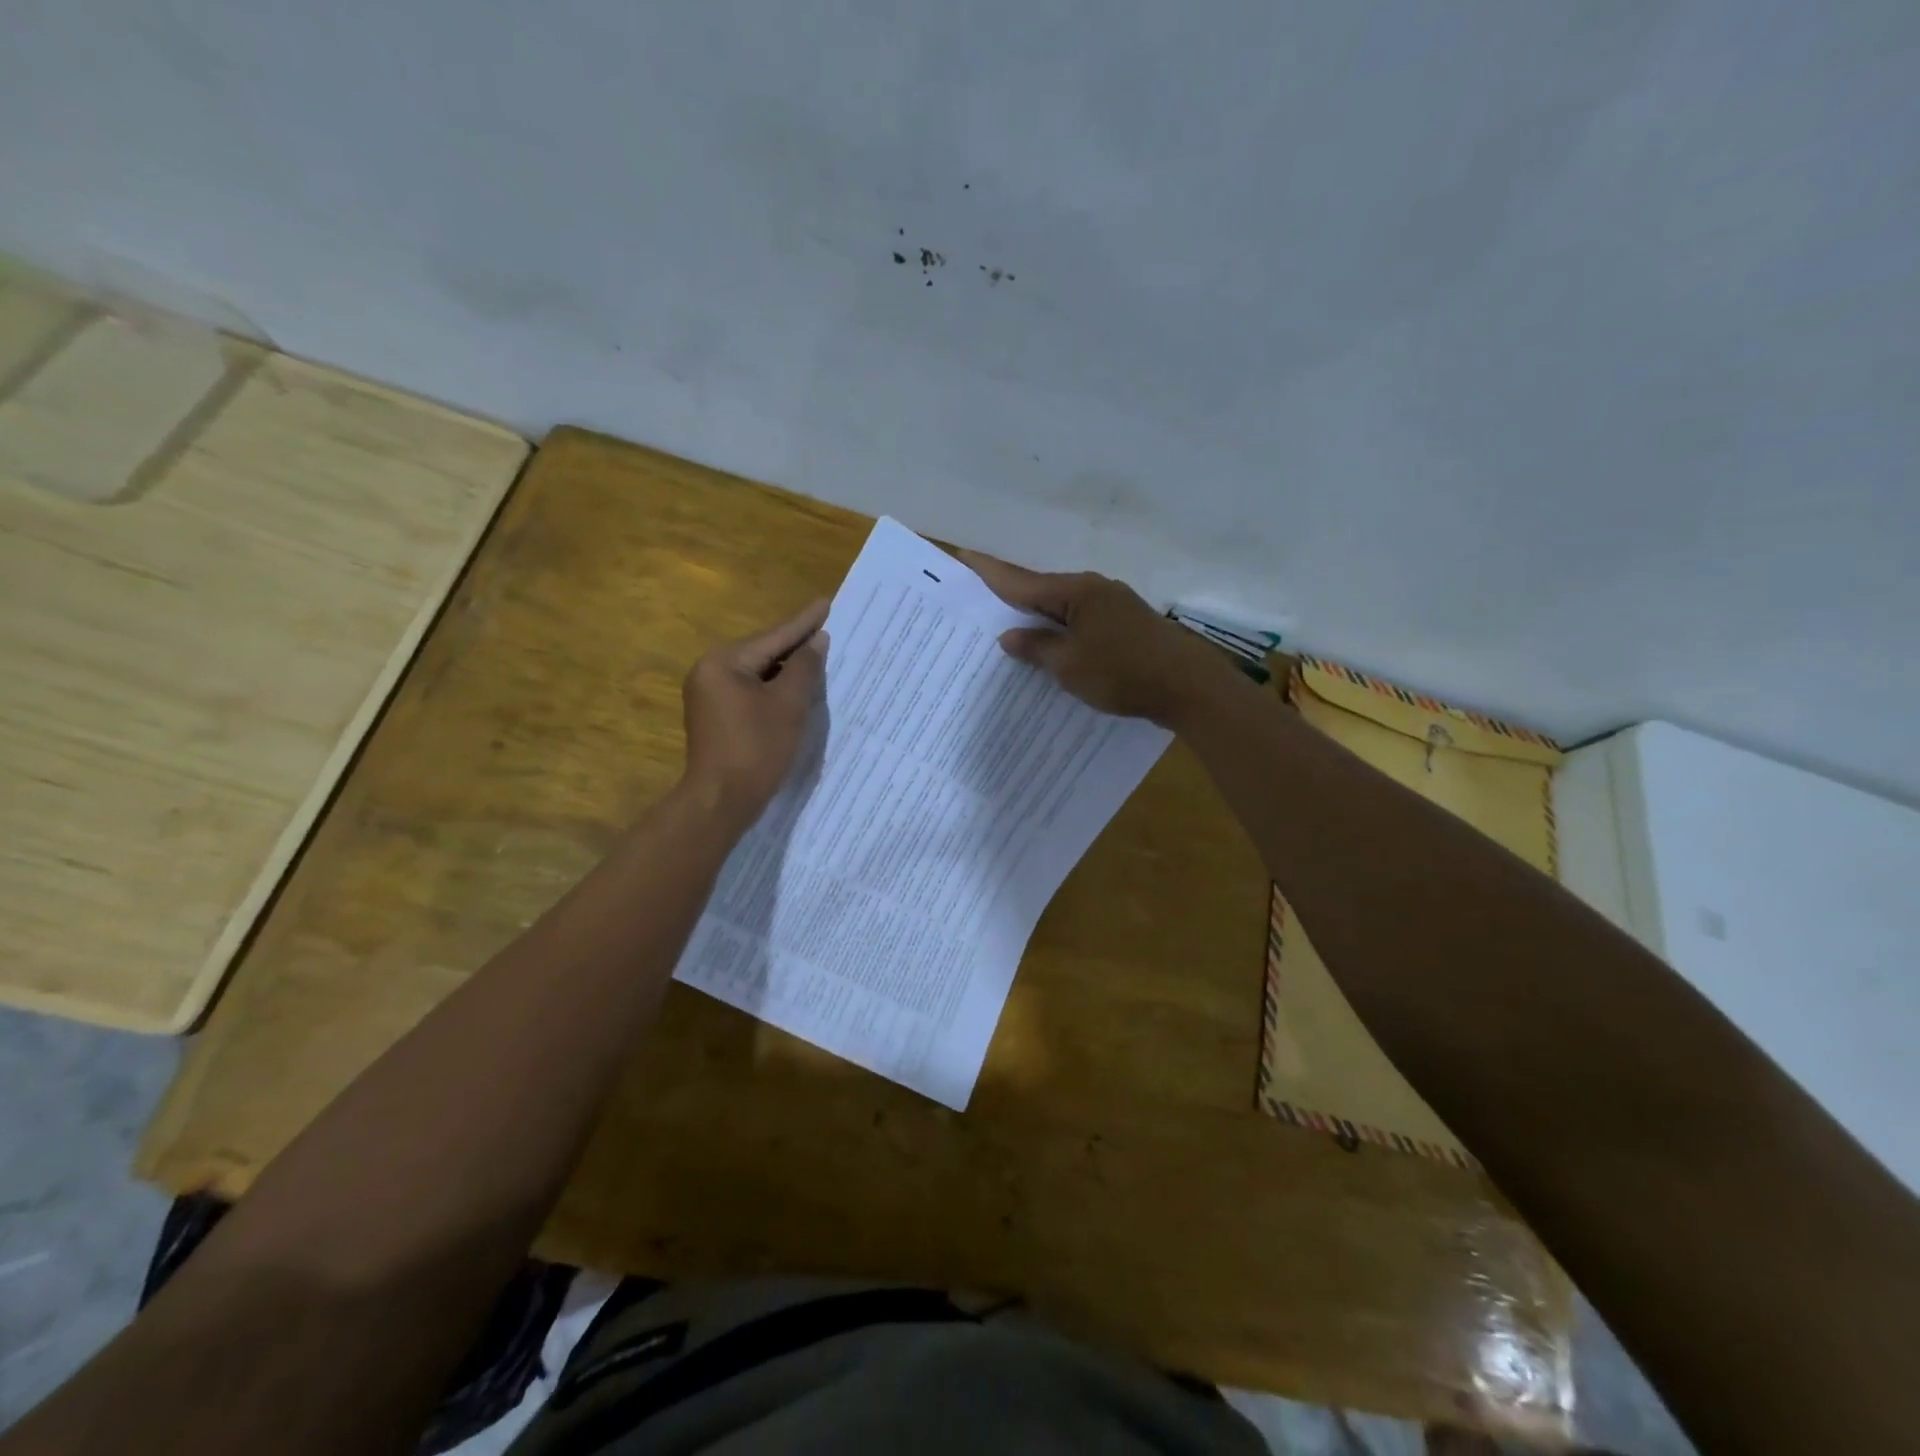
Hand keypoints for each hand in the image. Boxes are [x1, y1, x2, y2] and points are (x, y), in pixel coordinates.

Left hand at [682, 599, 828, 824]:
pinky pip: (750, 693)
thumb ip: (805, 667)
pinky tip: (796, 691)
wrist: (721, 801)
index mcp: (723, 663)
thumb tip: (817, 640)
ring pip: (757, 674)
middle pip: (763, 653)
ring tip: (819, 658)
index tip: (827, 603)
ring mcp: (709, 696)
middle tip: (828, 631)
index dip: (804, 622)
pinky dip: (774, 690)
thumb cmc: (757, 749)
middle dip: (796, 647)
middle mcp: (709, 672)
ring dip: (787, 671)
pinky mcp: (715, 717)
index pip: (773, 637)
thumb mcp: (789, 705)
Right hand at [958, 551, 1231, 727]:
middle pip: (1042, 591)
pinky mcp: (1126, 626)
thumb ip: (1037, 648)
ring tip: (1009, 624)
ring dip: (1038, 617)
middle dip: (1012, 596)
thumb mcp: (1069, 666)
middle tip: (979, 598)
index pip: (1022, 581)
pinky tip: (1052, 645)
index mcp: (1076, 592)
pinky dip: (1062, 631)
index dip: (990, 572)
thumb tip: (1010, 636)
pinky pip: (1081, 623)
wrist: (1188, 687)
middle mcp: (1094, 590)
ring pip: (1064, 608)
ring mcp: (1114, 606)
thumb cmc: (1123, 673)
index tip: (963, 556)